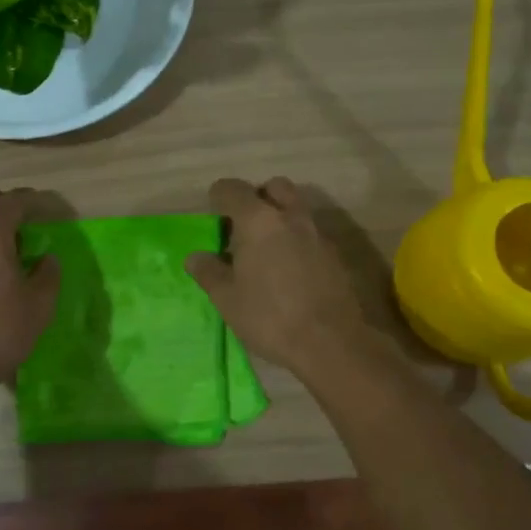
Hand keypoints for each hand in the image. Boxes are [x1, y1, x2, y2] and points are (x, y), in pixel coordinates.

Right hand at [186, 177, 373, 379]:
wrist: (331, 342)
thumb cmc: (270, 316)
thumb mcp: (227, 299)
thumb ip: (209, 272)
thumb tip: (195, 257)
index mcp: (258, 221)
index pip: (233, 189)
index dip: (218, 196)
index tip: (213, 214)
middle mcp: (290, 216)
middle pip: (274, 187)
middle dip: (257, 197)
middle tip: (244, 226)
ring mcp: (317, 233)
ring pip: (296, 208)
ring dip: (280, 217)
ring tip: (266, 249)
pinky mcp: (335, 254)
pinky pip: (311, 233)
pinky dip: (297, 239)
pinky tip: (289, 269)